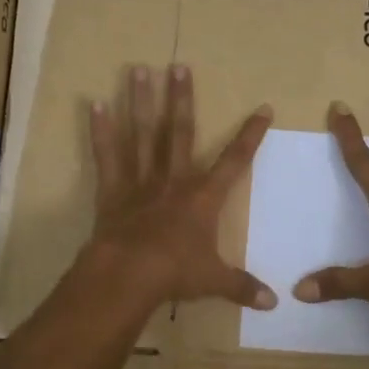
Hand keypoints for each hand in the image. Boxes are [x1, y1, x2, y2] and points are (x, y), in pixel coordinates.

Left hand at [85, 63, 277, 311]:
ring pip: (143, 135)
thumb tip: (274, 303)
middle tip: (178, 66)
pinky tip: (95, 104)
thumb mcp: (214, 281)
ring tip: (137, 69)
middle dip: (182, 99)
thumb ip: (243, 287)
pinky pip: (107, 156)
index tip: (263, 108)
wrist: (129, 274)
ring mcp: (141, 182)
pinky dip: (101, 131)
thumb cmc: (176, 273)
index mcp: (204, 198)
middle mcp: (174, 180)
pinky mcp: (113, 191)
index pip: (235, 161)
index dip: (251, 135)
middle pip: (181, 132)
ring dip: (141, 102)